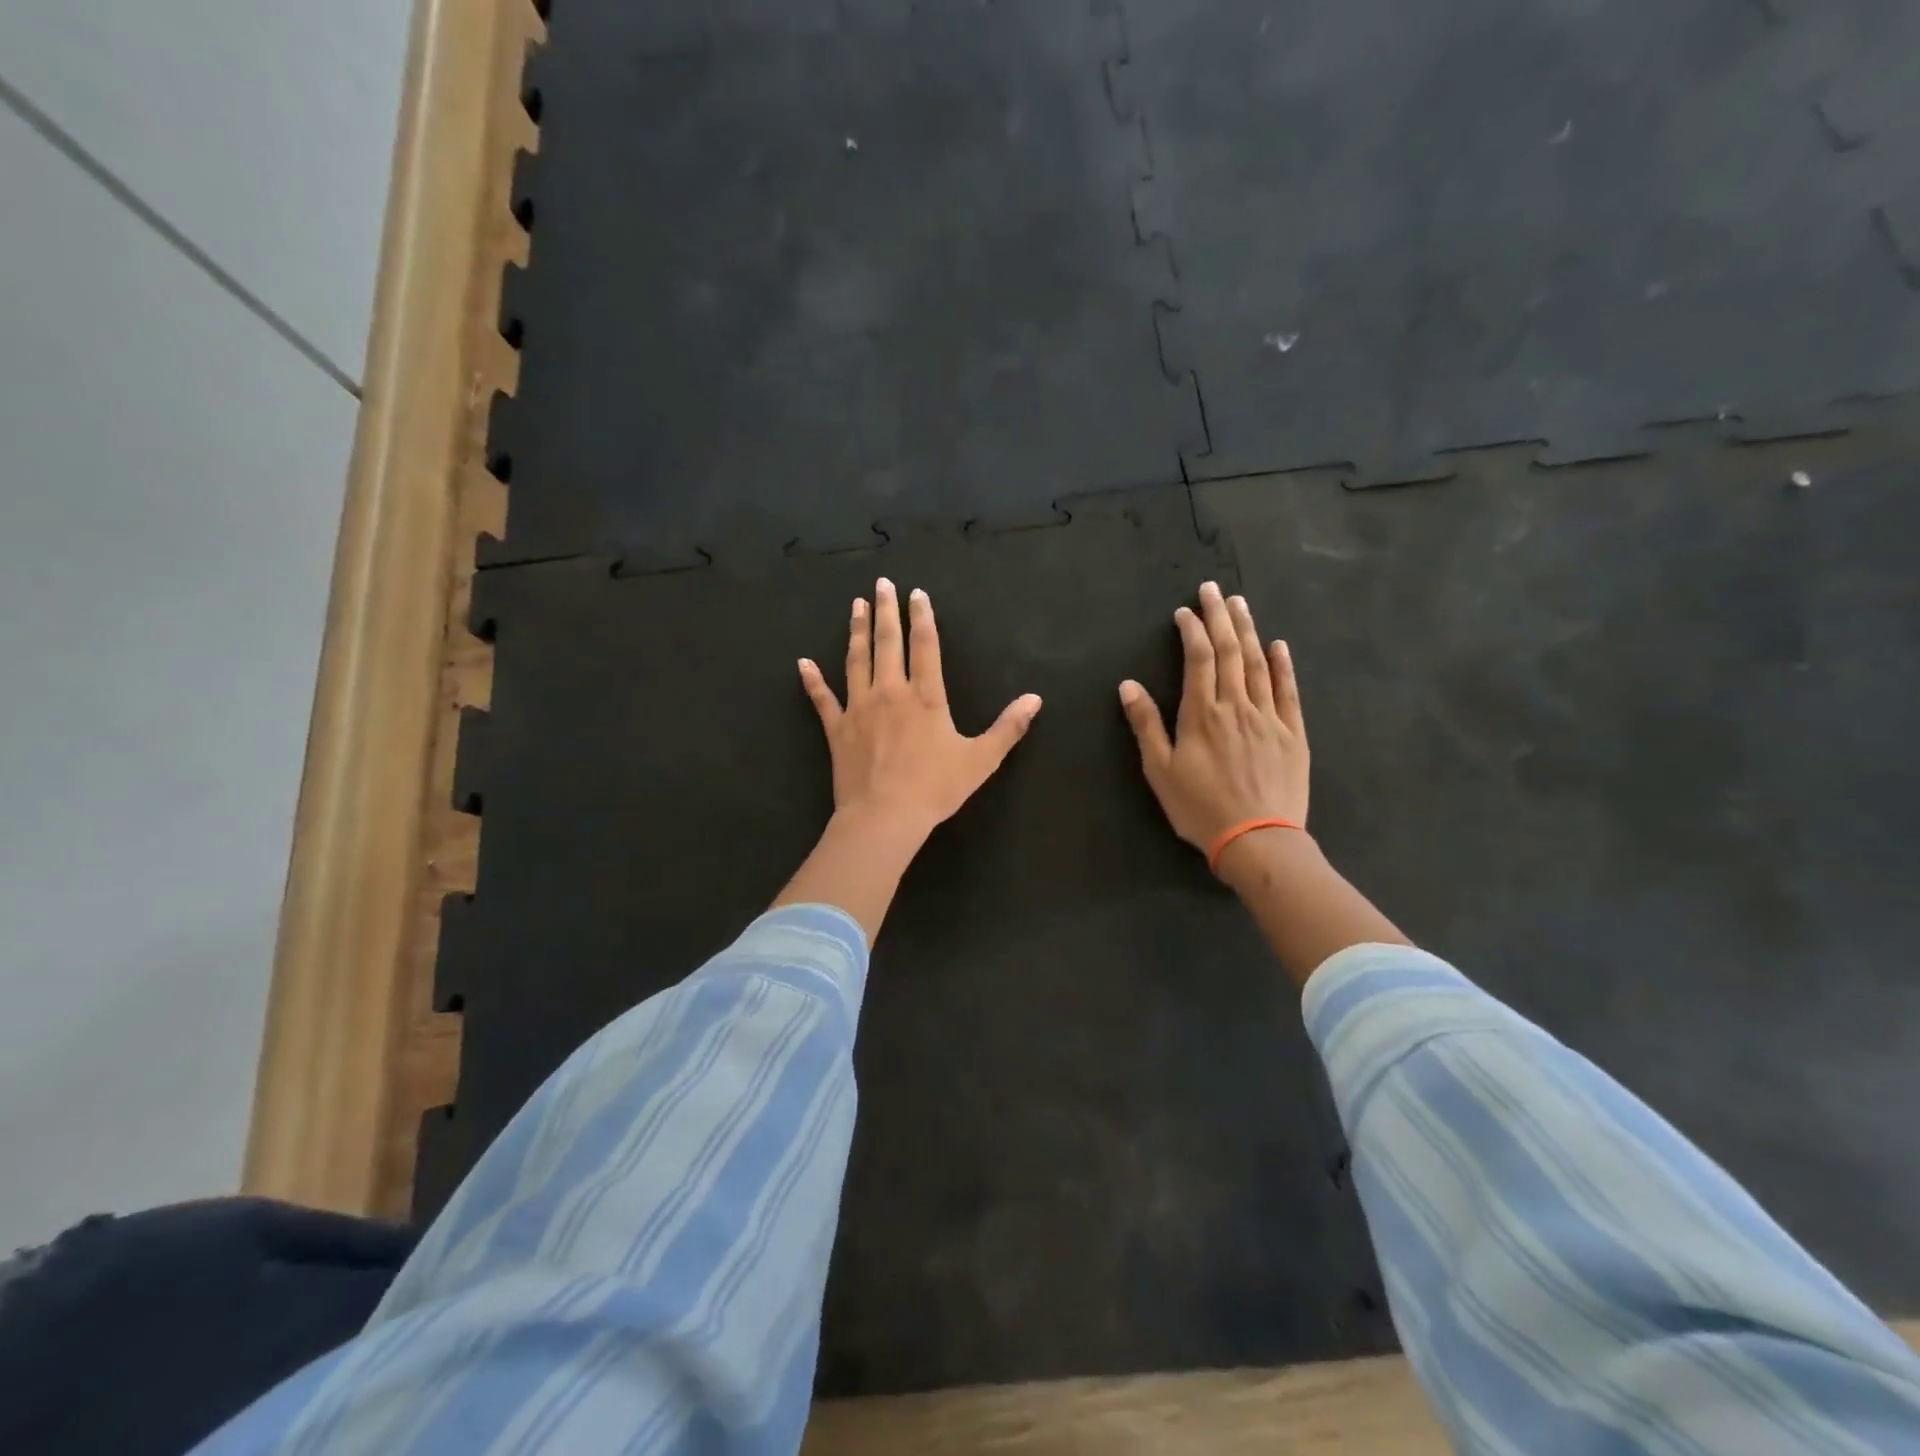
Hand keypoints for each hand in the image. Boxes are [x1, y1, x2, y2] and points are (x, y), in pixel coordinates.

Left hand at [798, 578, 1042, 843]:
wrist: (884, 817)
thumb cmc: (935, 788)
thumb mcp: (981, 760)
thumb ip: (1008, 728)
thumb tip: (1035, 699)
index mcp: (926, 697)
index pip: (925, 646)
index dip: (922, 617)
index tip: (917, 594)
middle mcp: (890, 692)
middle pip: (888, 643)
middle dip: (886, 611)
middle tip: (882, 584)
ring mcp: (859, 708)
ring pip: (856, 661)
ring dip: (857, 631)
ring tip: (856, 606)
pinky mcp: (837, 729)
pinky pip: (822, 699)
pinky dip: (812, 680)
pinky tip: (803, 663)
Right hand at [1119, 581, 1308, 853]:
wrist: (1258, 840)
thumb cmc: (1200, 808)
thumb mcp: (1160, 771)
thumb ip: (1146, 724)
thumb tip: (1128, 685)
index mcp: (1202, 713)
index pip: (1197, 658)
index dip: (1191, 631)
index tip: (1185, 612)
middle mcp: (1237, 705)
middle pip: (1230, 651)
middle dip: (1219, 617)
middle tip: (1214, 589)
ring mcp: (1269, 717)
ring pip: (1259, 663)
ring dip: (1249, 631)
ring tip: (1240, 605)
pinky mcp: (1293, 733)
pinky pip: (1288, 691)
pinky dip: (1283, 665)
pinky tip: (1279, 645)